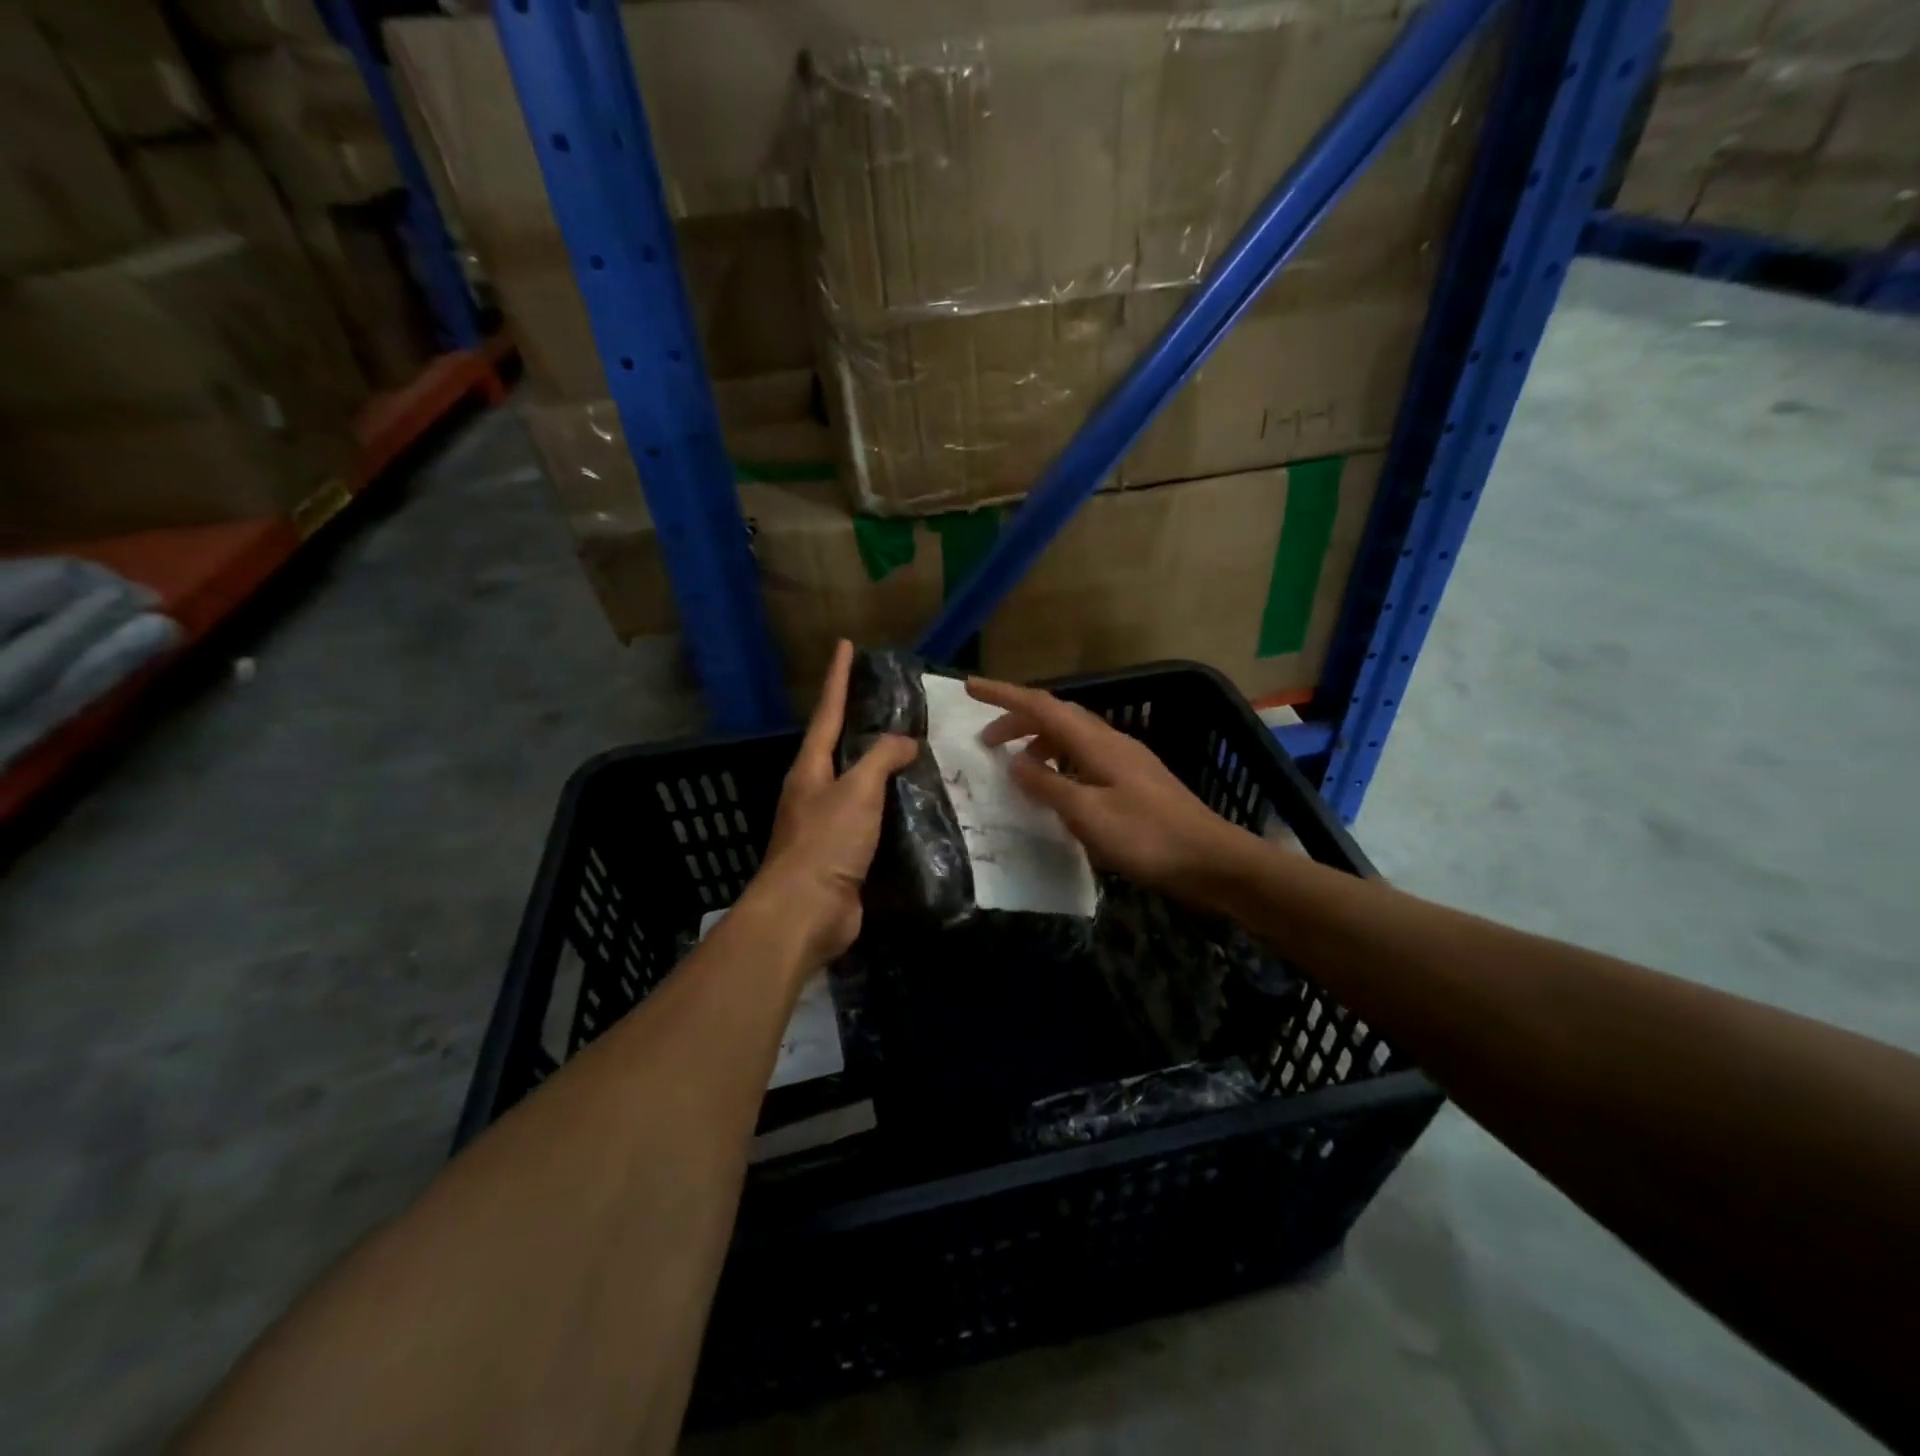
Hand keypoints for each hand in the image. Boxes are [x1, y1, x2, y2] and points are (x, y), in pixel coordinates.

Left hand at [750, 641, 916, 965]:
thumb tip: (905, 742)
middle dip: (861, 724)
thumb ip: (881, 759)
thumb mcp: (856, 791)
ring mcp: (828, 825)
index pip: (828, 712)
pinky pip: (873, 821)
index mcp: (810, 769)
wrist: (805, 913)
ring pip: (860, 786)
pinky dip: (894, 809)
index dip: (838, 678)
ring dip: (883, 769)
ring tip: (916, 752)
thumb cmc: (825, 842)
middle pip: (840, 748)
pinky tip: (917, 807)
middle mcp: (815, 791)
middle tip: (893, 703)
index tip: (845, 645)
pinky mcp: (845, 855)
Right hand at [967, 677, 1245, 898]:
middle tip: (986, 742)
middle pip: (1056, 716)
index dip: (1004, 694)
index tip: (970, 687)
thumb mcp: (1087, 814)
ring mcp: (1126, 760)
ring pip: (1072, 737)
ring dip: (1039, 743)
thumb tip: (1015, 763)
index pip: (1041, 705)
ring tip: (1017, 767)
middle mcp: (1111, 742)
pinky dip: (1060, 763)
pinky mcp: (1134, 781)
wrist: (1211, 860)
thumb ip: (1048, 785)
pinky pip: (1085, 758)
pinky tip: (1057, 788)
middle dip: (1017, 721)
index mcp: (1097, 743)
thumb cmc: (1147, 837)